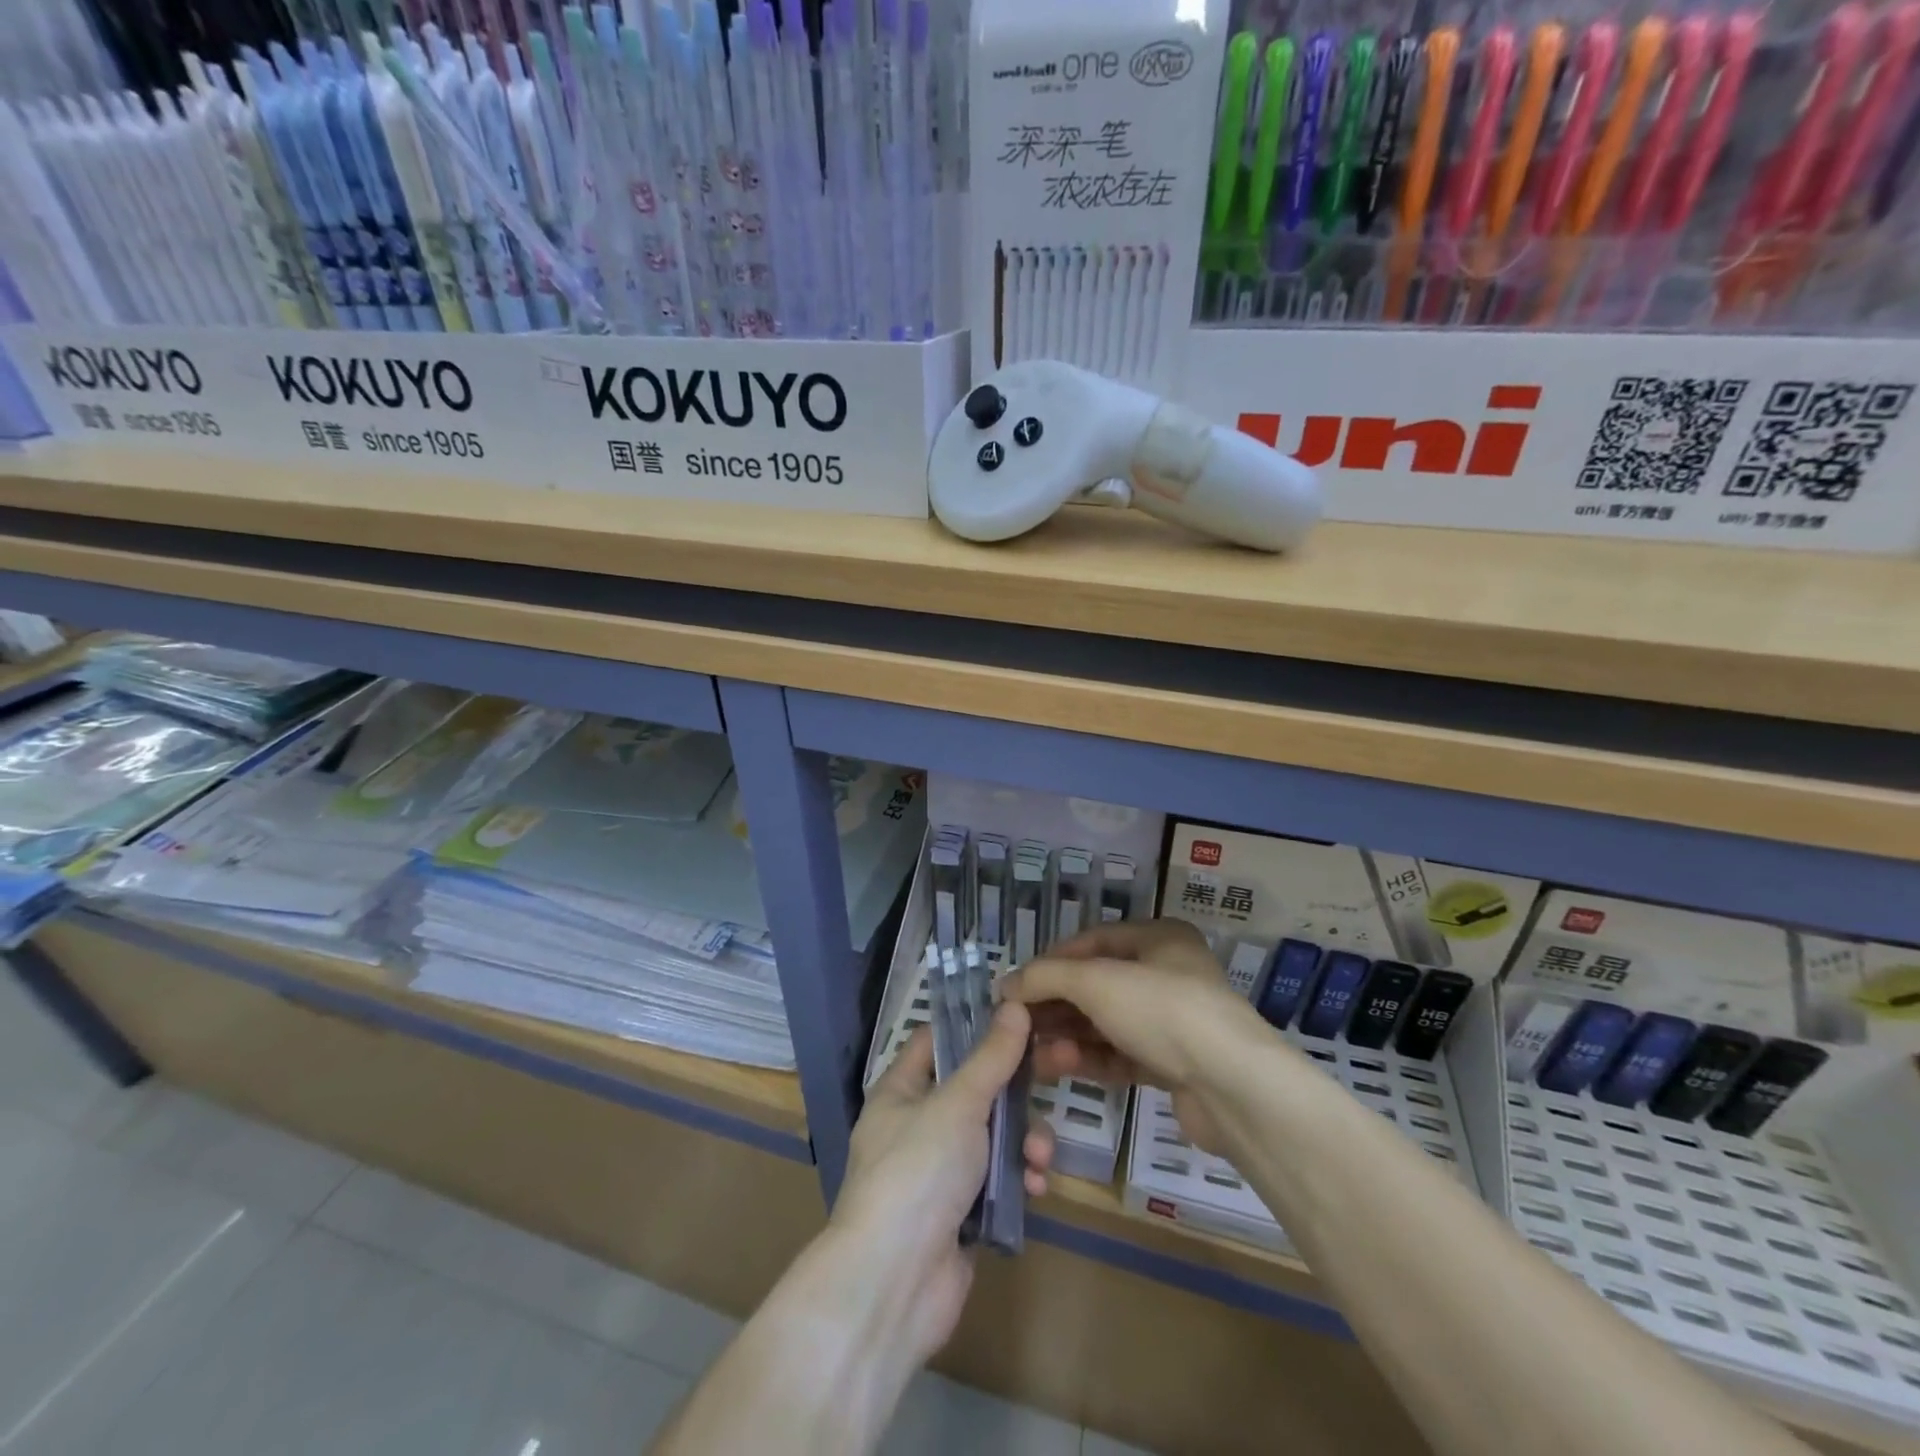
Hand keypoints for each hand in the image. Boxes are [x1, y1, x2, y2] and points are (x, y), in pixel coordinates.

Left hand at [829, 1004, 1060, 1364]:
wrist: (895, 1284)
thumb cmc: (919, 1171)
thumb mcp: (958, 1103)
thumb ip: (991, 1057)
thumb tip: (1014, 1004)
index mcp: (902, 1090)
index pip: (939, 1039)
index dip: (976, 1025)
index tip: (1021, 1015)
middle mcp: (918, 1124)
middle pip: (977, 1088)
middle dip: (1019, 1089)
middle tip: (1064, 1067)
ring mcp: (940, 1170)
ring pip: (994, 1135)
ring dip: (1025, 1141)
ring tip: (1041, 1158)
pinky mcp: (962, 1211)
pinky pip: (999, 1179)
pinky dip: (1019, 1179)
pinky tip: (1036, 1188)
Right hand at [1001, 919, 1268, 1155]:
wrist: (1233, 1087)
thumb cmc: (1162, 1011)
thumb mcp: (1096, 982)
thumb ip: (1047, 978)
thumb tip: (1006, 985)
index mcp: (1159, 938)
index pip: (1093, 940)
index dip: (1052, 960)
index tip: (1017, 986)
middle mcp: (1168, 973)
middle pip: (1098, 984)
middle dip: (1057, 1005)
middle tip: (1020, 1025)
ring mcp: (1174, 1021)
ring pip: (1109, 1023)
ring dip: (1070, 1035)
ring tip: (1034, 1054)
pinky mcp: (1176, 1065)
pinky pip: (1123, 1054)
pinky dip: (1092, 1059)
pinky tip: (1061, 1067)